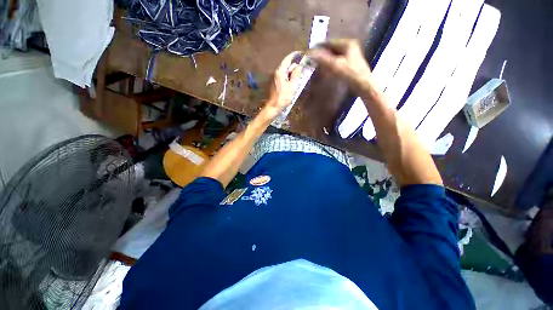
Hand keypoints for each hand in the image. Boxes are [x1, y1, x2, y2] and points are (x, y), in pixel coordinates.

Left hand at [265, 51, 302, 115]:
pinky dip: (288, 77)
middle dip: (294, 66)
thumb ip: (296, 75)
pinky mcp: (274, 83)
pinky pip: (282, 77)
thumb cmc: (283, 97)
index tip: (301, 53)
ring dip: (292, 72)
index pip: (288, 59)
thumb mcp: (292, 86)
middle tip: (303, 67)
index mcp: (280, 71)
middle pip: (286, 65)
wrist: (273, 107)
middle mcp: (276, 72)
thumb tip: (299, 66)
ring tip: (299, 75)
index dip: (295, 55)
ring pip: (285, 72)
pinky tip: (293, 82)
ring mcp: (274, 78)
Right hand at [308, 39, 374, 92]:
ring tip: (317, 67)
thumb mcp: (335, 65)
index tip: (310, 52)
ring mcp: (350, 55)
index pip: (330, 42)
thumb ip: (323, 59)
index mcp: (347, 43)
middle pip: (331, 50)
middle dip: (322, 56)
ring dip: (325, 62)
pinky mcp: (349, 64)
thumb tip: (311, 54)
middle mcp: (349, 47)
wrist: (363, 84)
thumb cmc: (350, 73)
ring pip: (333, 57)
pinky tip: (325, 72)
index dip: (319, 47)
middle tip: (313, 61)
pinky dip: (330, 66)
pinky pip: (336, 62)